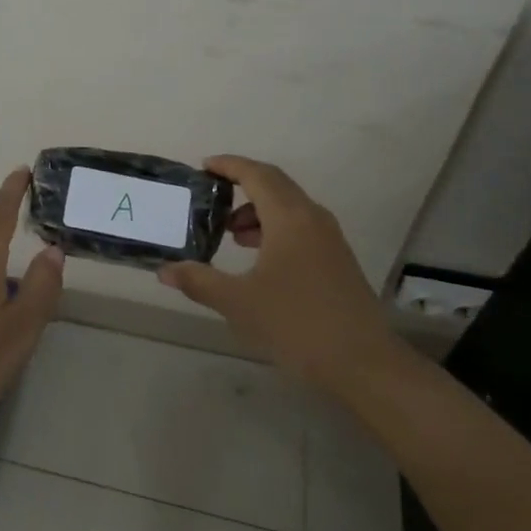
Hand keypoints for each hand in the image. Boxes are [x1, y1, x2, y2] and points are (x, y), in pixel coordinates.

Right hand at [159, 155, 403, 389]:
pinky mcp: (337, 260)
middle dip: (241, 185)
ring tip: (231, 234)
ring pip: (288, 207)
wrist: (365, 364)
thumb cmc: (297, 324)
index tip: (203, 167)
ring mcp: (330, 238)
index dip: (229, 166)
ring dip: (257, 211)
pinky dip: (274, 228)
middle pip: (274, 184)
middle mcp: (312, 218)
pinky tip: (258, 258)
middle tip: (211, 197)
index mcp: (289, 217)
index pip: (256, 174)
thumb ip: (199, 281)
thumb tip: (165, 270)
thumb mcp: (239, 303)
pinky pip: (300, 226)